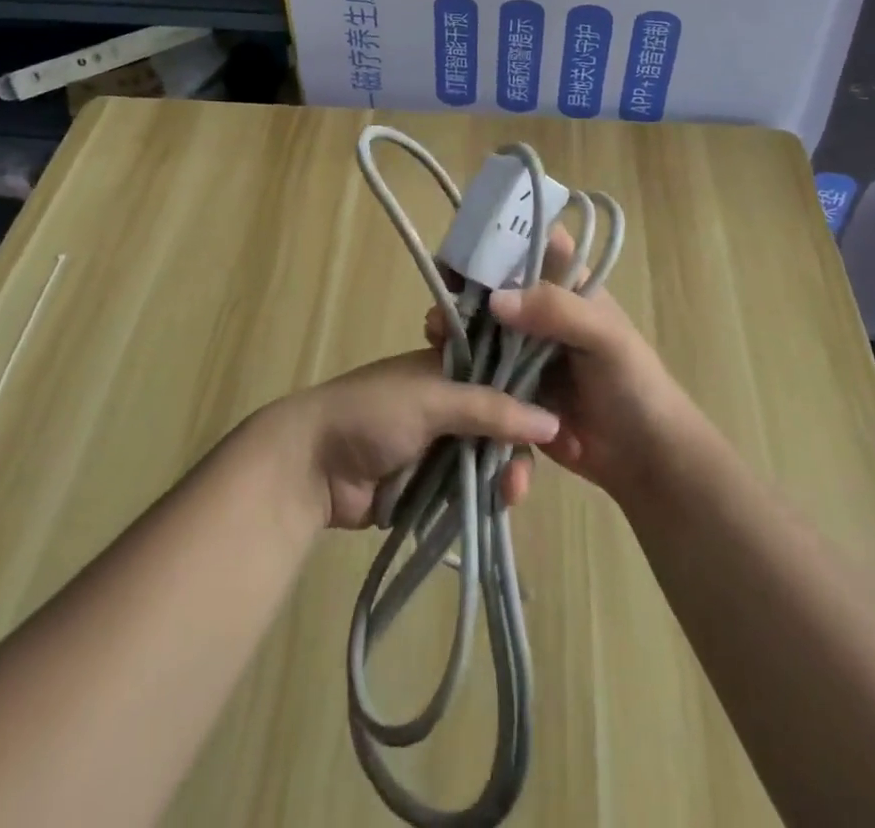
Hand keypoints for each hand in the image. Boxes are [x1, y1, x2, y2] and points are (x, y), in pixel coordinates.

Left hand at [280, 353, 559, 530]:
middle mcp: (449, 401)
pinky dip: (484, 495)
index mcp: (448, 367)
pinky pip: (470, 486)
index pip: (502, 374)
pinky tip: (498, 507)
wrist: (312, 465)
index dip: (531, 395)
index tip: (562, 423)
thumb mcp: (433, 400)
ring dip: (504, 474)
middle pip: (501, 421)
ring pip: (489, 456)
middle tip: (521, 478)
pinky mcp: (431, 482)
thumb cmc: (371, 413)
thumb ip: (490, 408)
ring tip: (509, 496)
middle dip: (517, 446)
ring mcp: (440, 443)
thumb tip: (551, 421)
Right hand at [426, 230, 688, 502]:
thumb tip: (495, 300)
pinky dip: (458, 366)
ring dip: (455, 326)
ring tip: (437, 336)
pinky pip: (479, 370)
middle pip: (493, 286)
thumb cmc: (635, 386)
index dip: (496, 239)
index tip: (461, 249)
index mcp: (567, 286)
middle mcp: (540, 311)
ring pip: (479, 327)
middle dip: (463, 288)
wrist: (643, 460)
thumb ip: (557, 311)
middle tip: (441, 300)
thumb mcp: (605, 338)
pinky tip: (441, 368)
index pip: (529, 245)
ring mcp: (523, 349)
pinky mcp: (511, 387)